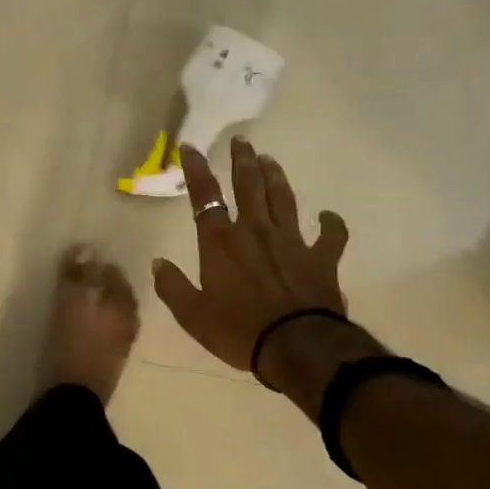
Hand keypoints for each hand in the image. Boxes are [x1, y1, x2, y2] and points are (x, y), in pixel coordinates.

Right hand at [151, 139, 351, 378]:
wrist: (298, 347)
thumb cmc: (239, 331)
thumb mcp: (192, 315)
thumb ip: (172, 286)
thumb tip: (158, 263)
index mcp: (221, 242)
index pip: (205, 196)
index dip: (196, 169)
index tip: (191, 146)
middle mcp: (255, 231)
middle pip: (248, 186)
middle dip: (242, 161)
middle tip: (242, 140)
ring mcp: (291, 242)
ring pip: (284, 199)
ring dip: (276, 177)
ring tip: (270, 160)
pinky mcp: (321, 259)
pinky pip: (330, 235)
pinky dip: (331, 224)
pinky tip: (328, 216)